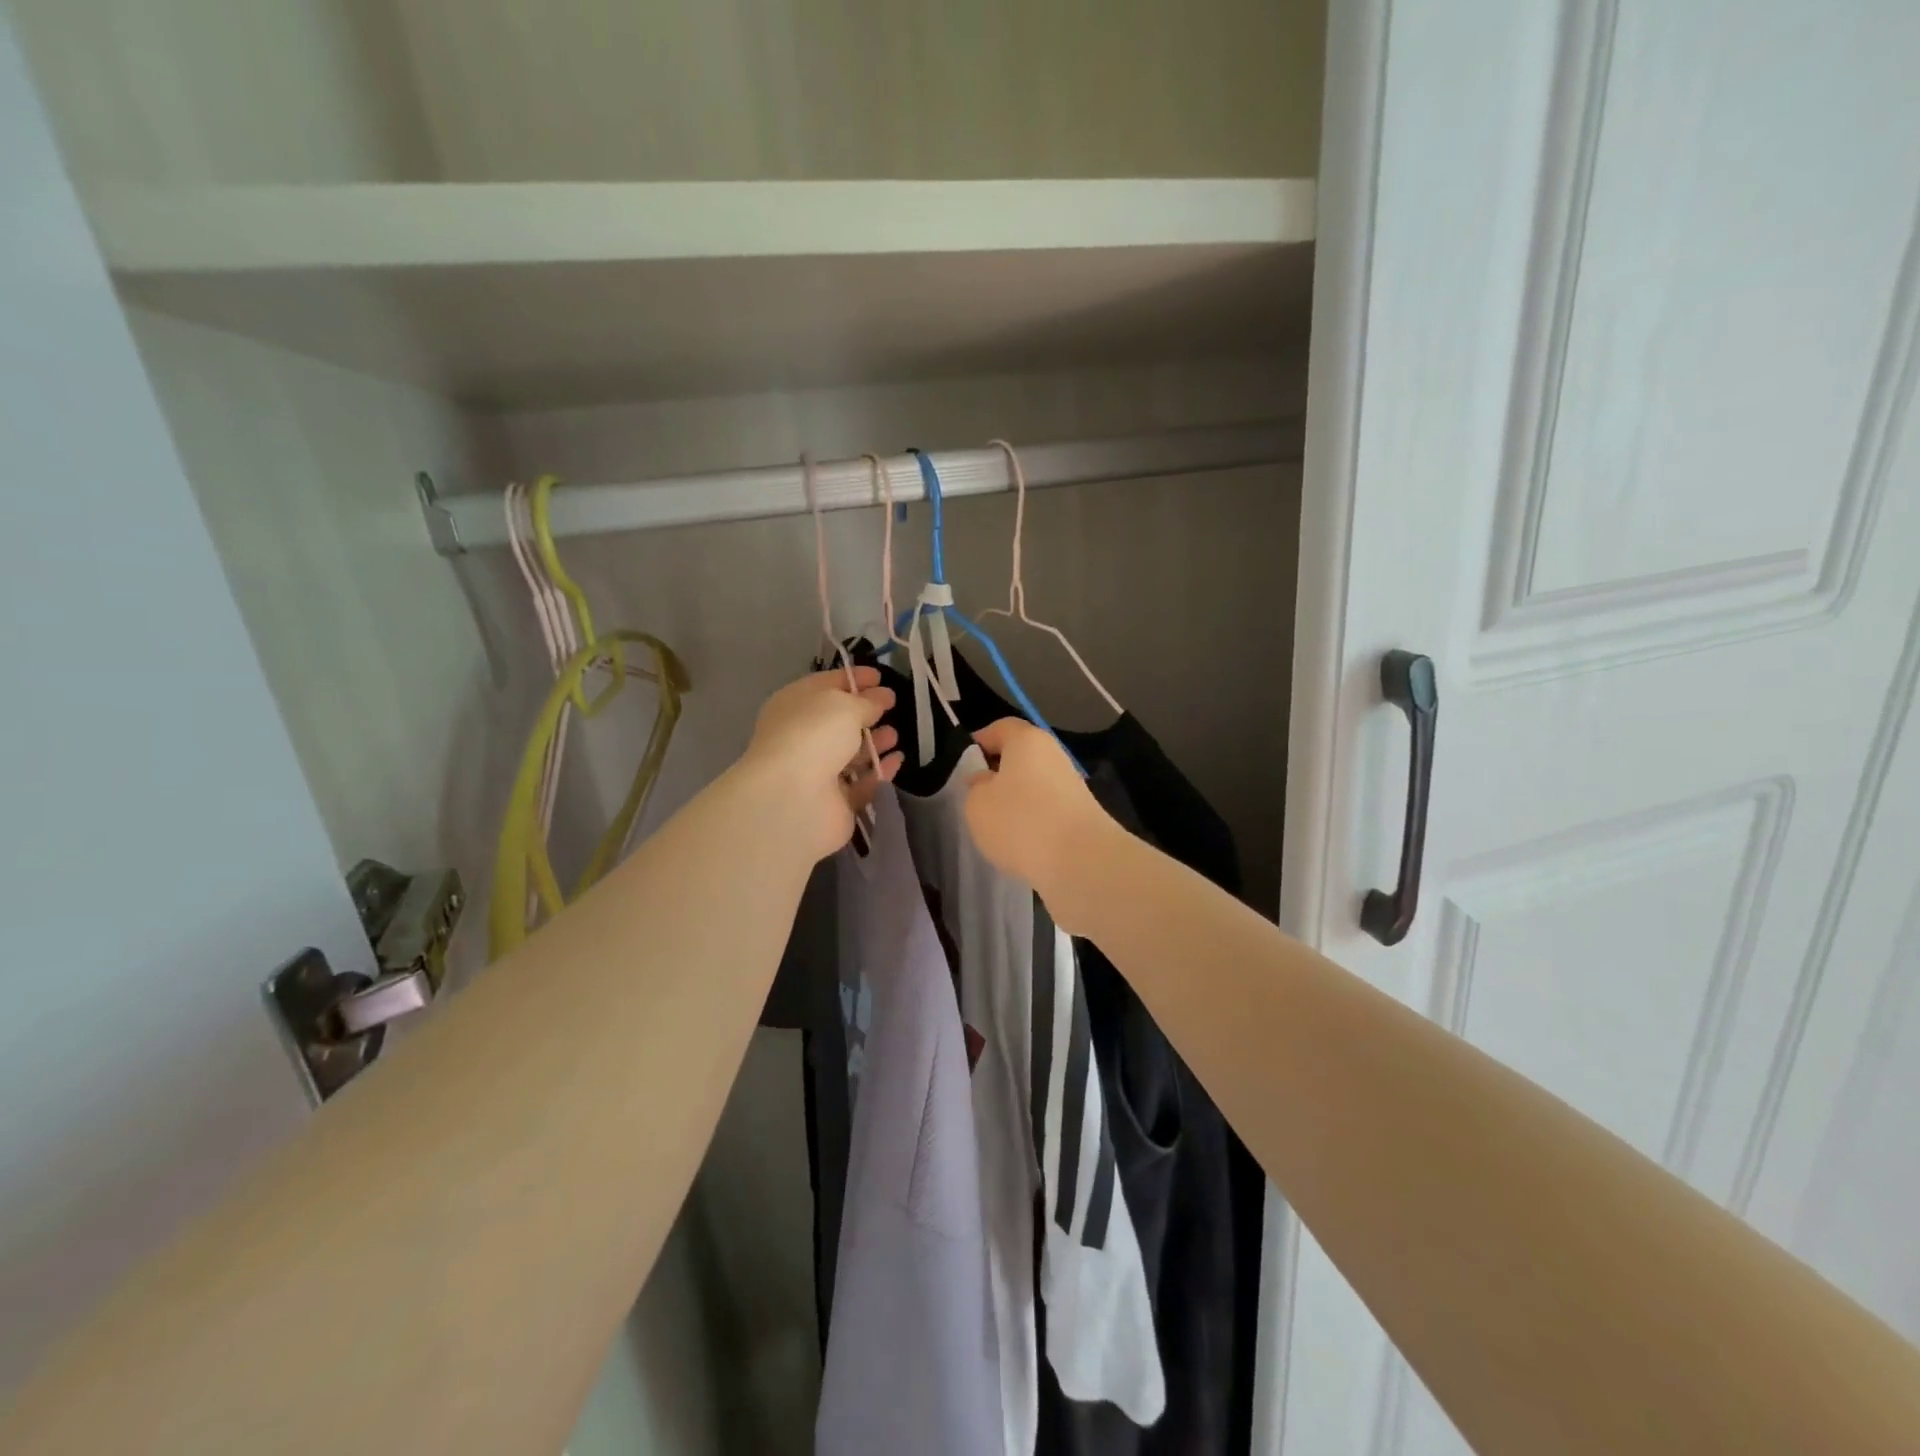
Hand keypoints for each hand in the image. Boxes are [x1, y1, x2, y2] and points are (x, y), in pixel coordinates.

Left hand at [742, 668, 901, 859]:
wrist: (793, 799)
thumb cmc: (813, 736)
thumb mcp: (843, 705)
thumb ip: (866, 701)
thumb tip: (880, 699)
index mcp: (794, 705)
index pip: (825, 685)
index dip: (853, 678)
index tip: (881, 676)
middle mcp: (802, 737)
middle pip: (838, 721)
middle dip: (866, 712)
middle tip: (892, 706)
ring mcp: (816, 772)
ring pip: (850, 753)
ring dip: (874, 742)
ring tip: (895, 735)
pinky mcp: (834, 802)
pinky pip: (862, 783)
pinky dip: (879, 771)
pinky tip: (896, 760)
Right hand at [964, 719, 1117, 931]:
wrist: (1081, 862)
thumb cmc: (1020, 821)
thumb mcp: (977, 804)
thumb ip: (976, 787)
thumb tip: (985, 780)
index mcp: (1027, 740)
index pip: (1000, 728)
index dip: (979, 742)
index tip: (963, 765)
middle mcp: (1053, 755)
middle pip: (1019, 757)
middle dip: (998, 774)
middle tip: (976, 798)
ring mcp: (1071, 786)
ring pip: (1033, 785)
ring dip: (1015, 801)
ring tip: (996, 826)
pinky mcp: (1080, 815)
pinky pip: (1047, 810)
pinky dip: (1032, 821)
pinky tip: (1020, 843)